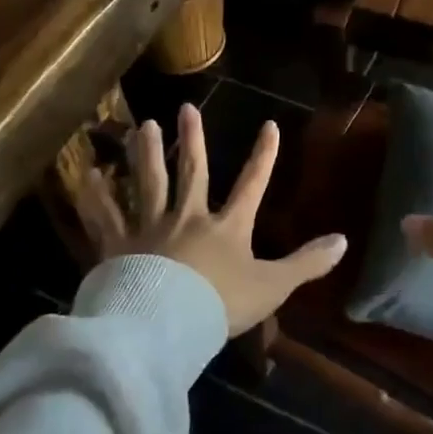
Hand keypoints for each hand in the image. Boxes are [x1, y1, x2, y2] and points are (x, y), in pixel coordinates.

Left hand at [77, 103, 347, 336]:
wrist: (165, 325)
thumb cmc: (220, 305)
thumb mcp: (272, 286)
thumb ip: (307, 263)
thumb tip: (345, 240)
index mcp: (226, 227)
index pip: (252, 184)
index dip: (263, 155)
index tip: (269, 125)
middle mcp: (188, 217)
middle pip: (192, 172)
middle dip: (193, 140)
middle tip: (185, 108)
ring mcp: (151, 229)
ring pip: (149, 183)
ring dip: (147, 154)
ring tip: (144, 126)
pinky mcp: (119, 246)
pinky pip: (106, 217)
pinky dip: (96, 197)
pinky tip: (87, 175)